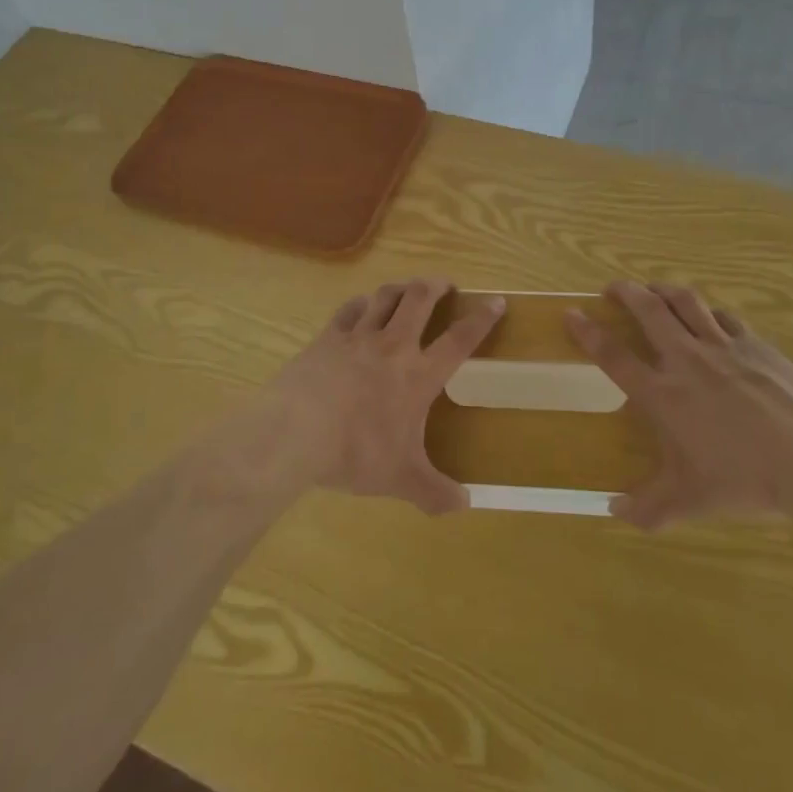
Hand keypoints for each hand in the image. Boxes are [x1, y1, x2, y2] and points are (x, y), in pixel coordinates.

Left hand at [266, 279, 503, 514]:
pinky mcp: (328, 337)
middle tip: (445, 285)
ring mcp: (358, 336)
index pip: (459, 340)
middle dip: (437, 286)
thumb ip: (435, 493)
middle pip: (420, 299)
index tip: (496, 302)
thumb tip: (465, 506)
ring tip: (407, 289)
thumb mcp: (401, 479)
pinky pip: (349, 309)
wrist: (296, 432)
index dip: (481, 319)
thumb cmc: (356, 452)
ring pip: (385, 296)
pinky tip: (362, 307)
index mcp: (419, 375)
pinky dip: (361, 303)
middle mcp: (393, 345)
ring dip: (401, 288)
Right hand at [566, 282, 792, 530]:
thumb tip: (613, 511)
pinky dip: (708, 312)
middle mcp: (687, 360)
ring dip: (663, 290)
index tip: (572, 313)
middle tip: (612, 288)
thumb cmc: (745, 479)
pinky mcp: (756, 343)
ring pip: (685, 302)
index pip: (613, 355)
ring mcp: (723, 346)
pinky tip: (709, 317)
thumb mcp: (691, 500)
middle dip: (625, 292)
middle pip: (648, 310)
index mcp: (664, 394)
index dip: (588, 332)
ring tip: (653, 289)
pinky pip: (724, 317)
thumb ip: (648, 508)